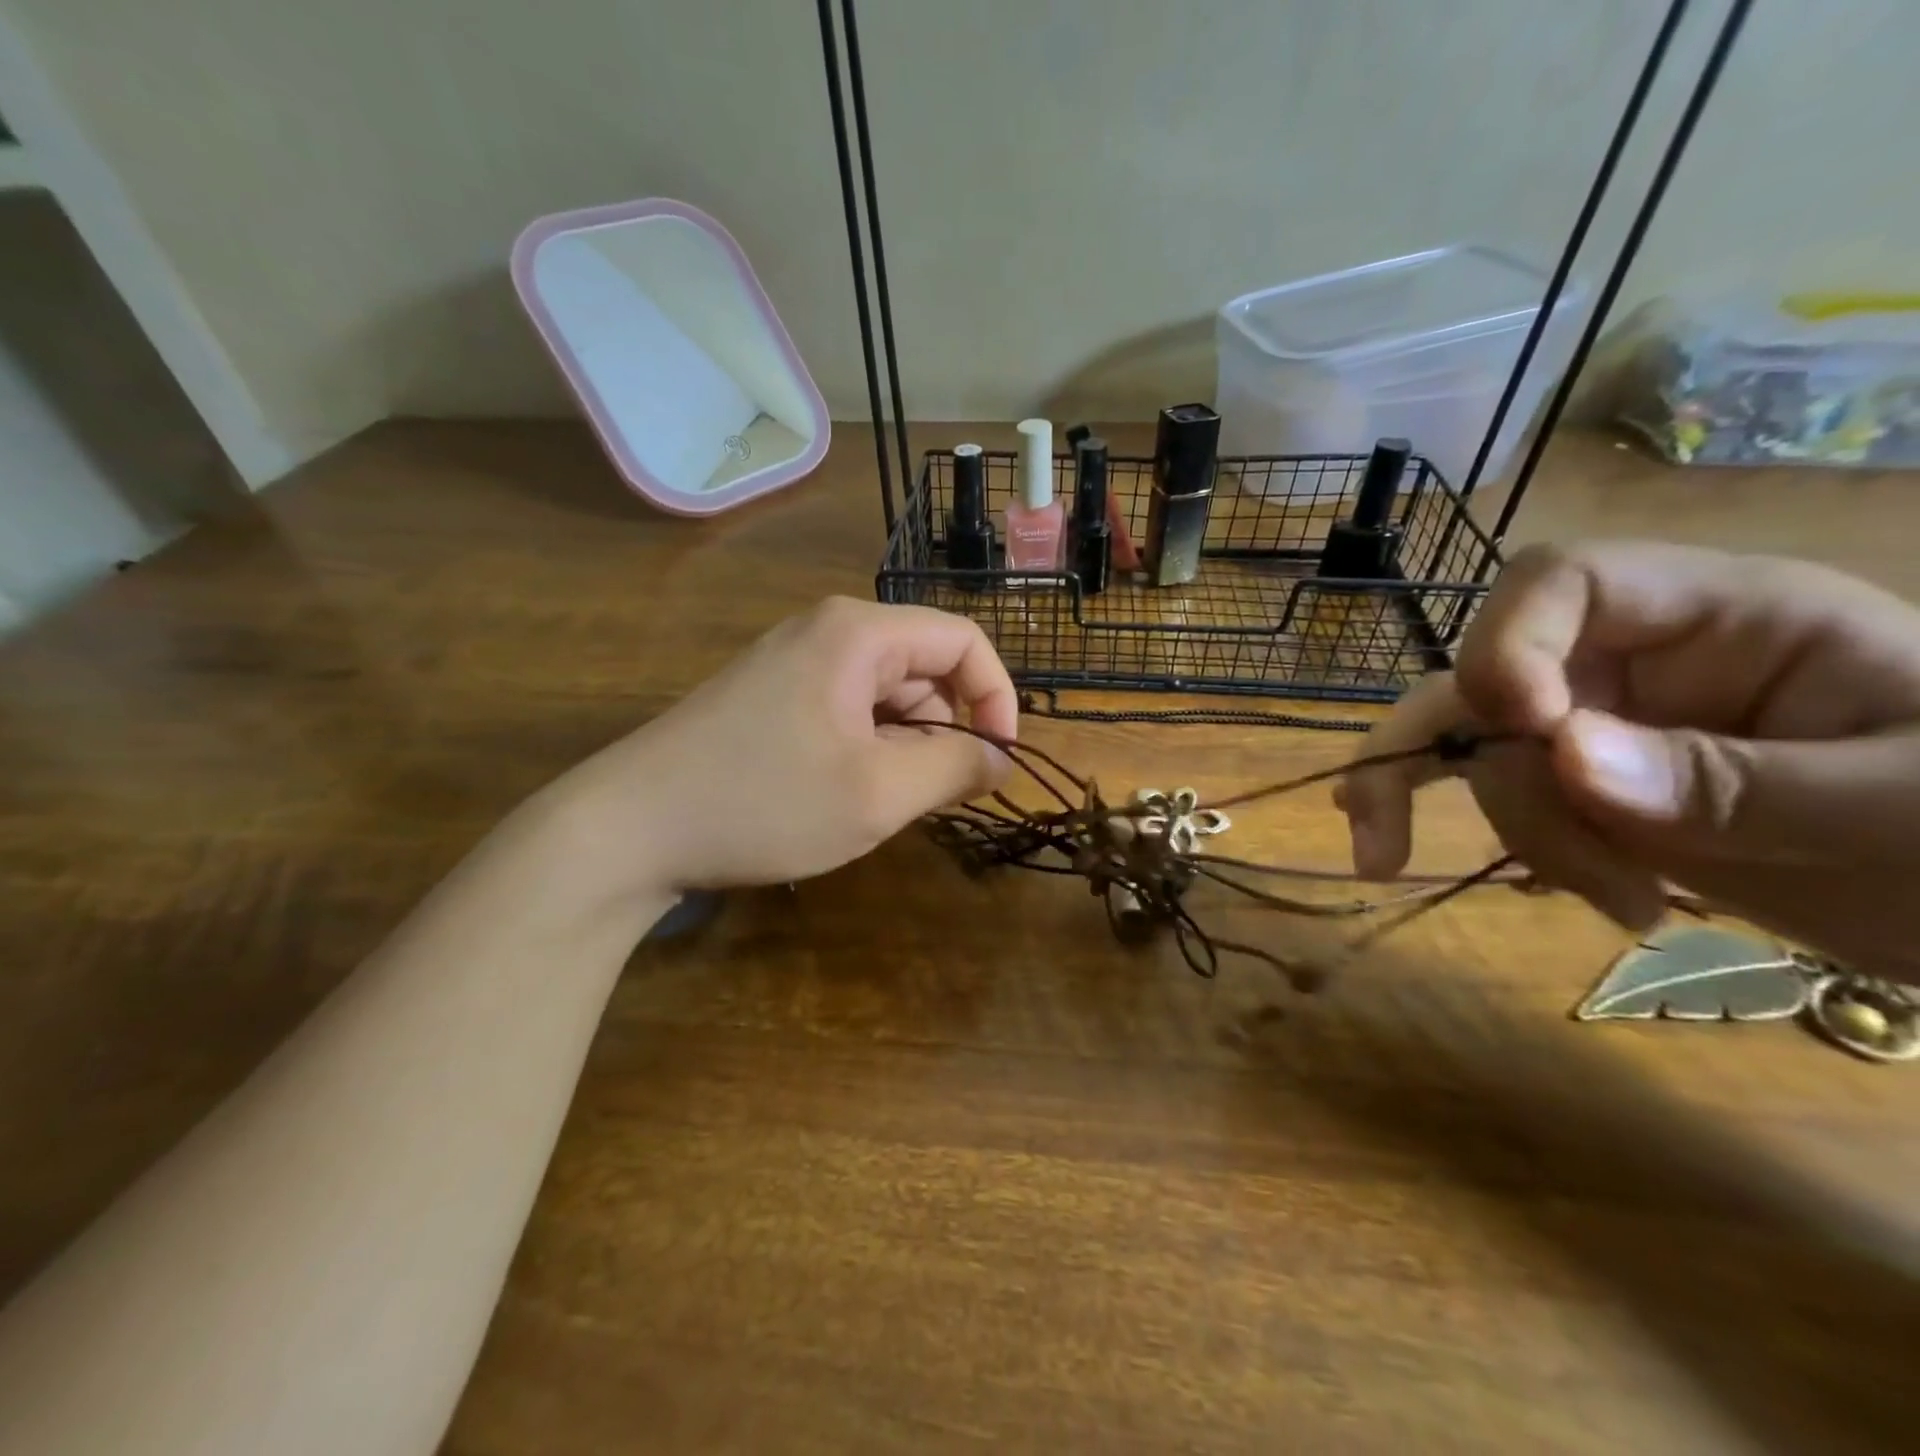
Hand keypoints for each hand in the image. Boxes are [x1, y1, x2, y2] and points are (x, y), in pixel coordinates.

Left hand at [545, 597, 1016, 903]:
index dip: (997, 697)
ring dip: (905, 746)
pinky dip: (868, 749)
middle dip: (946, 729)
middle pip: (924, 667)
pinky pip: (848, 710)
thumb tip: (1001, 757)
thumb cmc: (764, 803)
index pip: (963, 640)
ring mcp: (794, 661)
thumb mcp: (878, 793)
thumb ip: (954, 768)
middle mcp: (828, 632)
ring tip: (882, 802)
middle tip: (934, 797)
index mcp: (859, 633)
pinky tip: (845, 794)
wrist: (628, 828)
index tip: (998, 761)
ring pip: (886, 695)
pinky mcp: (771, 695)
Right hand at [1337, 541, 1919, 980]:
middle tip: (1485, 852)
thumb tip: (1561, 758)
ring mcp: (1590, 722)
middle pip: (1488, 679)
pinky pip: (1474, 783)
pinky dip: (1423, 814)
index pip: (1561, 582)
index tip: (1528, 733)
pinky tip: (1382, 848)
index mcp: (1718, 615)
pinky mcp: (1570, 782)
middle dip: (1485, 769)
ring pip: (1471, 748)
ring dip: (1519, 832)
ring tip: (1622, 907)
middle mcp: (1627, 658)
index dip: (1511, 642)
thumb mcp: (1903, 810)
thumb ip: (1732, 779)